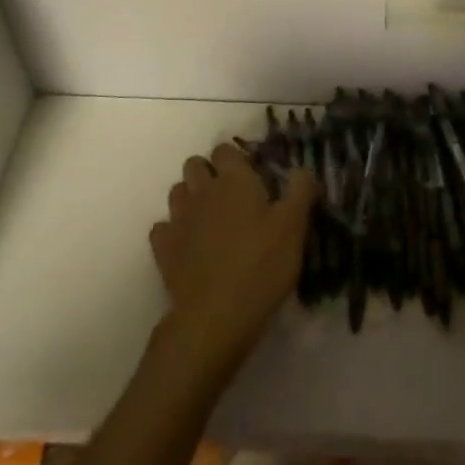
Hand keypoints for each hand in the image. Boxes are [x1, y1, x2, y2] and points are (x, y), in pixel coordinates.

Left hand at [150, 144, 317, 376]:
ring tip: (210, 219)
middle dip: (209, 172)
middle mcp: (202, 191)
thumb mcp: (294, 227)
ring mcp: (178, 219)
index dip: (236, 159)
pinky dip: (173, 231)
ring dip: (190, 198)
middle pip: (195, 164)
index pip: (225, 149)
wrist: (216, 315)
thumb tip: (302, 170)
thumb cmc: (261, 265)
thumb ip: (300, 191)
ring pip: (177, 192)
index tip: (252, 176)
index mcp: (234, 180)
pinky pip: (162, 227)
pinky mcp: (163, 248)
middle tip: (231, 196)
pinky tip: (188, 245)